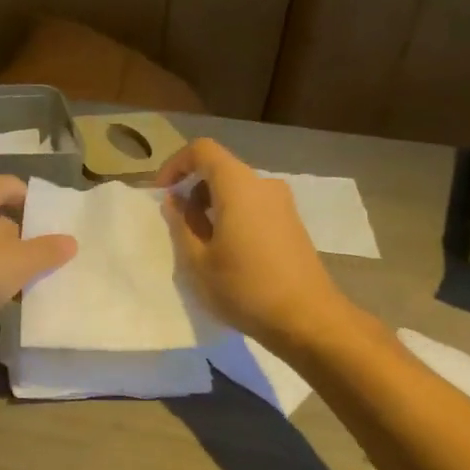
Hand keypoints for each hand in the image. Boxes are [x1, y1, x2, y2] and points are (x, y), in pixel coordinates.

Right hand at [157, 139, 340, 348]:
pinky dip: (232, 216)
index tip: (163, 194)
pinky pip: (253, 205)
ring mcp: (282, 203)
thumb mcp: (198, 261)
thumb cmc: (245, 288)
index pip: (202, 150)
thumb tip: (176, 201)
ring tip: (200, 243)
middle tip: (177, 224)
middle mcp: (263, 185)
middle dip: (193, 189)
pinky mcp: (291, 223)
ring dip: (212, 205)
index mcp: (238, 186)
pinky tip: (227, 252)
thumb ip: (182, 224)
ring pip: (237, 189)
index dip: (176, 165)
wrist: (307, 318)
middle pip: (220, 169)